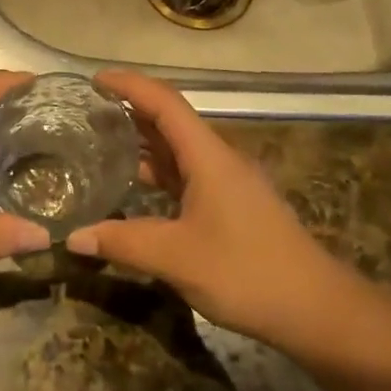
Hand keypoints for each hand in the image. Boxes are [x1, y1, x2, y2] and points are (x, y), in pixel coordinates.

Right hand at [67, 70, 362, 351]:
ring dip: (143, 144)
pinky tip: (134, 189)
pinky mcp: (232, 208)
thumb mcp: (177, 258)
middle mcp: (219, 161)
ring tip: (100, 145)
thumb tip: (74, 237)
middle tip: (86, 114)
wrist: (316, 310)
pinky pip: (187, 177)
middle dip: (130, 111)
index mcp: (209, 157)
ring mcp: (228, 185)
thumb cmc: (247, 272)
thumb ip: (123, 242)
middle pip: (171, 122)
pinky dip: (158, 174)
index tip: (94, 80)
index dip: (130, 85)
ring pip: (179, 152)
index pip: (165, 103)